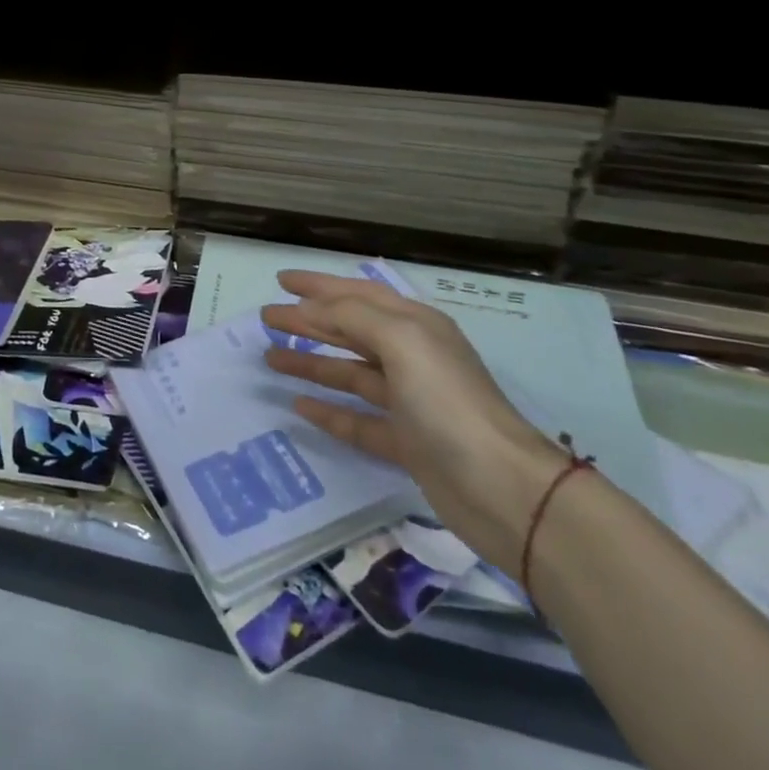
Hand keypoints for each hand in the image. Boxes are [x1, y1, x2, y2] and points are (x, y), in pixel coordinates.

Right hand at [263, 271, 568, 569]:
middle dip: (308, 322)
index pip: (357, 295)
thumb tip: (310, 308)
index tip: (281, 280)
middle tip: (265, 318)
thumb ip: (351, 316)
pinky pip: (357, 419)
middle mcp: (411, 357)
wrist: (503, 489)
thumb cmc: (447, 401)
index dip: (318, 286)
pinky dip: (329, 411)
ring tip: (270, 359)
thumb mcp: (401, 341)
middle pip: (349, 331)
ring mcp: (409, 402)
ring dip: (311, 363)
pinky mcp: (406, 443)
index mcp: (414, 326)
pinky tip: (299, 405)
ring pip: (349, 373)